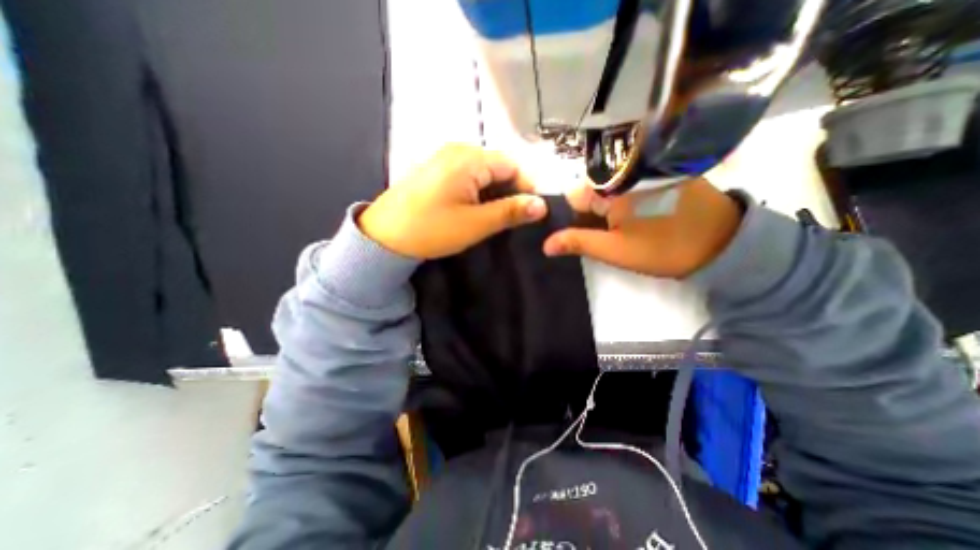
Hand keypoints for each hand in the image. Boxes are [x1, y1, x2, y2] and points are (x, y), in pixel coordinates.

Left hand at [359, 144, 546, 259]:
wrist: (383, 237)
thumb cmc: (431, 230)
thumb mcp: (476, 223)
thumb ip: (510, 211)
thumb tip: (541, 205)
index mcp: (469, 158)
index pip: (512, 165)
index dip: (526, 187)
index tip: (532, 212)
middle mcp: (457, 150)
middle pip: (497, 166)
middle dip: (510, 191)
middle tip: (513, 218)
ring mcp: (443, 158)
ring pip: (482, 172)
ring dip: (493, 193)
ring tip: (495, 217)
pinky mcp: (435, 170)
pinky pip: (466, 175)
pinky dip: (477, 191)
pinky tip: (475, 209)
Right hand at [544, 178, 742, 276]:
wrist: (724, 245)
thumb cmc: (664, 248)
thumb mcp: (615, 250)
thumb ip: (578, 242)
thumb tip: (545, 244)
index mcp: (613, 184)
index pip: (573, 197)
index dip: (571, 218)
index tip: (579, 235)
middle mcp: (628, 169)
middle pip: (591, 192)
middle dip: (590, 215)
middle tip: (603, 237)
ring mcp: (647, 169)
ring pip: (610, 190)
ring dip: (607, 211)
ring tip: (620, 231)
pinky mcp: (661, 174)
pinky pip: (629, 186)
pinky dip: (624, 203)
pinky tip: (635, 220)